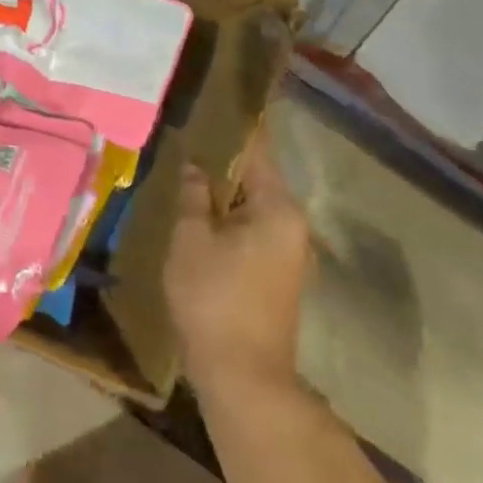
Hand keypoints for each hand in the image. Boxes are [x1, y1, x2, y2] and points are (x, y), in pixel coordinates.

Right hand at [165, 128, 313, 391]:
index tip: (213, 105)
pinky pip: (254, 232)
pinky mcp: (280, 277)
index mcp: (279, 208)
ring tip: (189, 175)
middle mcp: (294, 225)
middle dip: (223, 163)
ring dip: (225, 195)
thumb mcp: (192, 240)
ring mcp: (291, 254)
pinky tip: (202, 218)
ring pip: (254, 208)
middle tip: (188, 142)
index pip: (257, 152)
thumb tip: (196, 167)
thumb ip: (194, 196)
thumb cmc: (213, 299)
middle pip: (257, 180)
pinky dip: (231, 221)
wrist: (243, 376)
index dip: (234, 128)